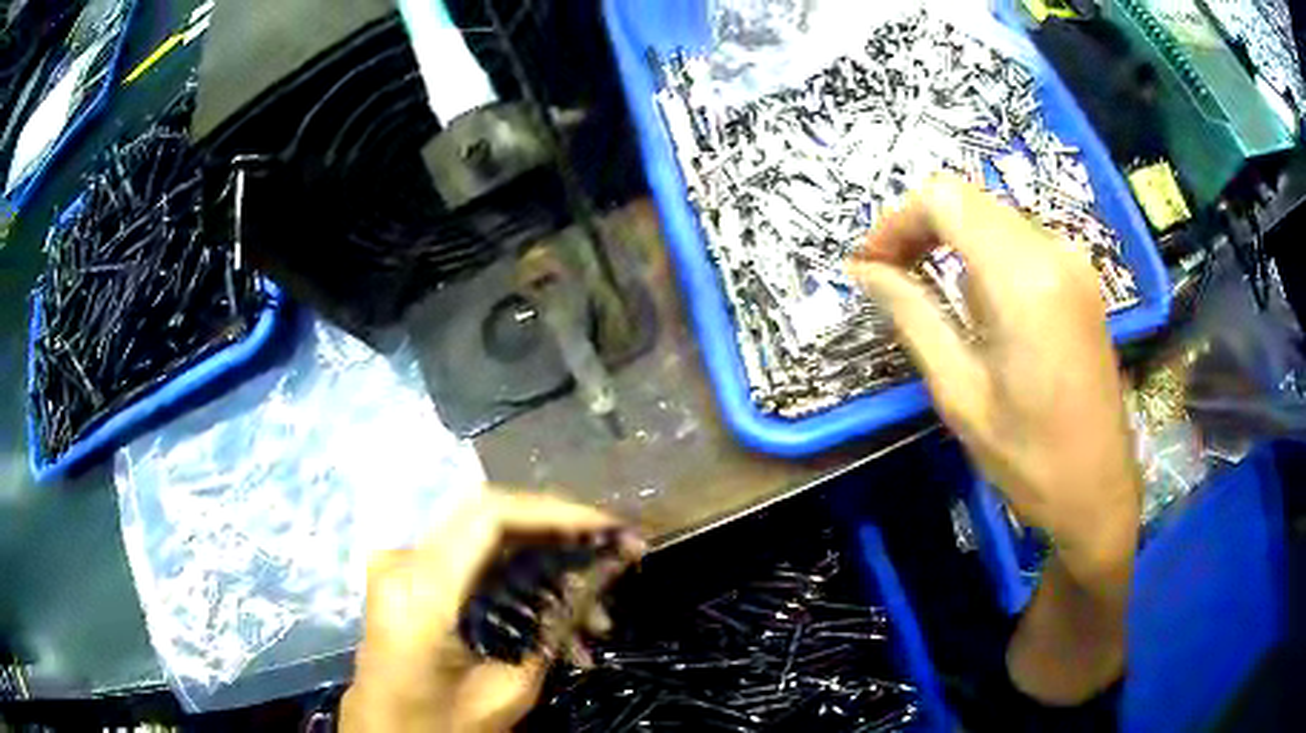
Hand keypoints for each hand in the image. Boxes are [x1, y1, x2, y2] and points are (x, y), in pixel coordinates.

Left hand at [341, 491, 643, 732]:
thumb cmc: (442, 725)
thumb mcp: (508, 690)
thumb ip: (551, 625)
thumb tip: (601, 572)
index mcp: (420, 593)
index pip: (490, 517)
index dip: (557, 513)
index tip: (612, 530)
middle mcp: (402, 562)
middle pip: (490, 515)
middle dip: (561, 531)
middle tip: (618, 556)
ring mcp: (401, 564)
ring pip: (487, 536)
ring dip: (547, 562)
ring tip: (597, 616)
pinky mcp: (409, 574)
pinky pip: (473, 558)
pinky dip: (520, 578)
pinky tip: (558, 622)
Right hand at [849, 176, 1139, 568]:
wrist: (1099, 490)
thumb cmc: (1029, 458)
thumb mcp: (960, 393)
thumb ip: (912, 316)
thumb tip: (864, 271)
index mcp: (1024, 280)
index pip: (944, 199)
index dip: (896, 220)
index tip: (870, 265)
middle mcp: (1053, 252)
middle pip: (967, 198)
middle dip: (918, 227)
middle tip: (889, 277)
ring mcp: (1073, 261)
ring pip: (992, 215)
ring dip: (950, 240)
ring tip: (925, 291)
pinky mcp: (1080, 277)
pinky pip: (1018, 239)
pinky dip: (983, 254)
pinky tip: (976, 304)